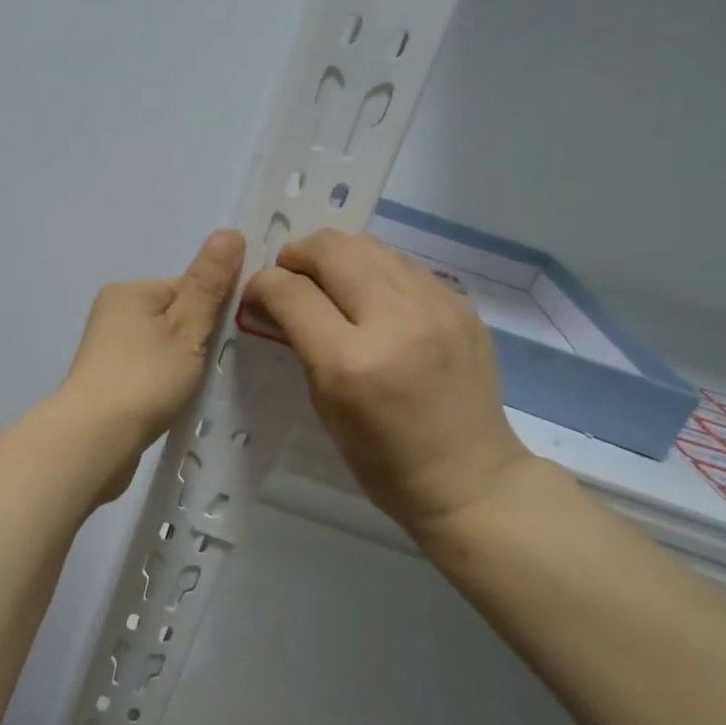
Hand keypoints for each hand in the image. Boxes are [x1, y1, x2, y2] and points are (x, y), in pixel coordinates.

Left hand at [54, 229, 244, 499]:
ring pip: (163, 347)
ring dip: (182, 365)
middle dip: (198, 341)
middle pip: (175, 317)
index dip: (214, 312)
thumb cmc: (145, 378)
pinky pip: (148, 372)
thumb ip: (209, 284)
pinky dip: (164, 384)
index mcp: (129, 291)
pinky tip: (172, 403)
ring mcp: (106, 350)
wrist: (95, 439)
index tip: (227, 342)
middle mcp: (112, 313)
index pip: (188, 287)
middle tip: (212, 369)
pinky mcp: (106, 382)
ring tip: (191, 389)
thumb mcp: (187, 327)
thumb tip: (230, 232)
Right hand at [243, 230, 535, 538]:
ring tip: (328, 279)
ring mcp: (436, 307)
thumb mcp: (325, 406)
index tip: (257, 294)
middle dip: (300, 254)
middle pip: (334, 250)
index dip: (264, 284)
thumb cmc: (383, 460)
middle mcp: (395, 321)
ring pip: (371, 247)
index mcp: (350, 362)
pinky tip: (372, 297)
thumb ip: (303, 346)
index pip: (292, 293)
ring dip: (338, 256)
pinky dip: (376, 271)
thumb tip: (281, 301)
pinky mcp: (461, 305)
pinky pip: (405, 266)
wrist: (469, 477)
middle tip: (290, 275)